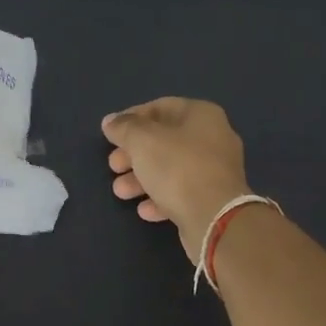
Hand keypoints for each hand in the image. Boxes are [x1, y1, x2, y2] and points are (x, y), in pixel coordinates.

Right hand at [102, 98, 251, 262]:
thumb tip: (110, 121)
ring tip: (120, 191)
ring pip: (171, 169)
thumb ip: (124, 128)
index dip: (132, 117)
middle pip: (164, 140)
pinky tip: (144, 210)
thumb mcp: (143, 141)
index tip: (110, 133)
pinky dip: (160, 198)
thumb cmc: (178, 168)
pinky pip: (182, 192)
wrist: (215, 218)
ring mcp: (216, 171)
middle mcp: (213, 138)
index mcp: (201, 115)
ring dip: (141, 179)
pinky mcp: (214, 199)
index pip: (161, 106)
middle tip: (113, 165)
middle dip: (134, 153)